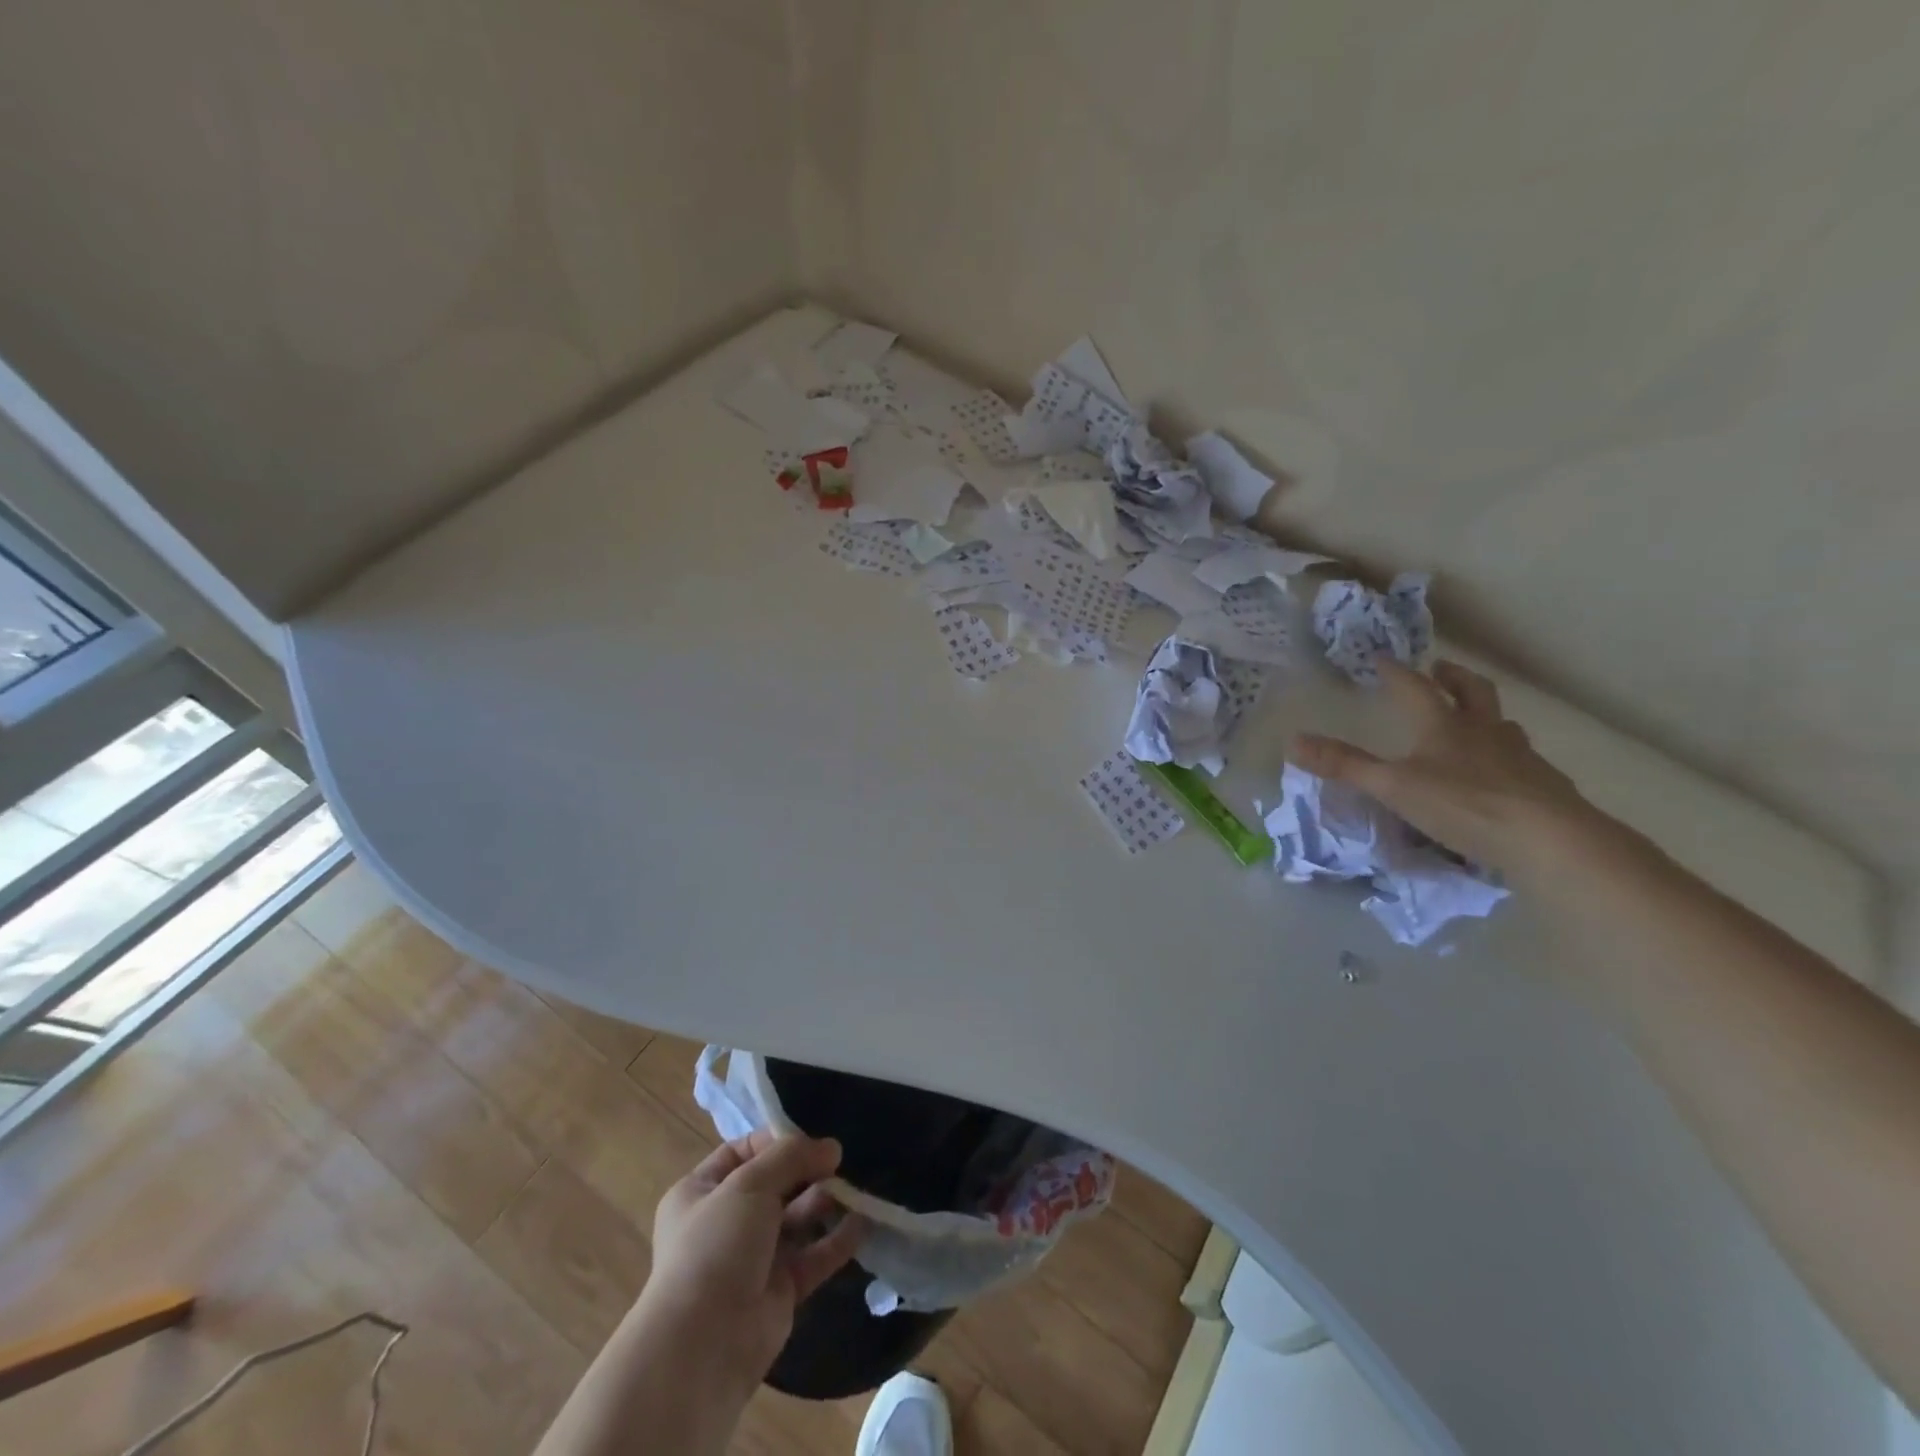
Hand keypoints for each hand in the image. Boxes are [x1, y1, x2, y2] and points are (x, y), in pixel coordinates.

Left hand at [635, 1131, 864, 1397]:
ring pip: (797, 1218)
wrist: (702, 1347)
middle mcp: (726, 1222)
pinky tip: (864, 1221)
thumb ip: (790, 1156)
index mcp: (701, 1192)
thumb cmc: (715, 1247)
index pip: (743, 1152)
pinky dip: (837, 1239)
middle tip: (843, 1159)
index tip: (814, 1135)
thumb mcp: (748, 1185)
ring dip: (826, 1200)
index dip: (777, 1140)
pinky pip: (814, 1255)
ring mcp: (754, 1258)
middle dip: (809, 1169)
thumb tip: (831, 1146)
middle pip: (776, 1184)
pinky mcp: (780, 1290)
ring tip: (857, 1186)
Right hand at [1293, 660, 1601, 878]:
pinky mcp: (1543, 783)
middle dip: (1452, 677)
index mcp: (1442, 725)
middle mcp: (1482, 731)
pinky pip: (1522, 758)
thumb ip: (1344, 765)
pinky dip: (1507, 755)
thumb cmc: (1462, 804)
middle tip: (1440, 670)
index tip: (1382, 658)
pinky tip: (1503, 772)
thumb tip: (1292, 740)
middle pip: (1472, 691)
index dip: (1395, 672)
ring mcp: (1518, 755)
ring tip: (1473, 720)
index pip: (1414, 688)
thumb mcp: (1392, 786)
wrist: (1548, 839)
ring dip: (1484, 714)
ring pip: (1501, 723)